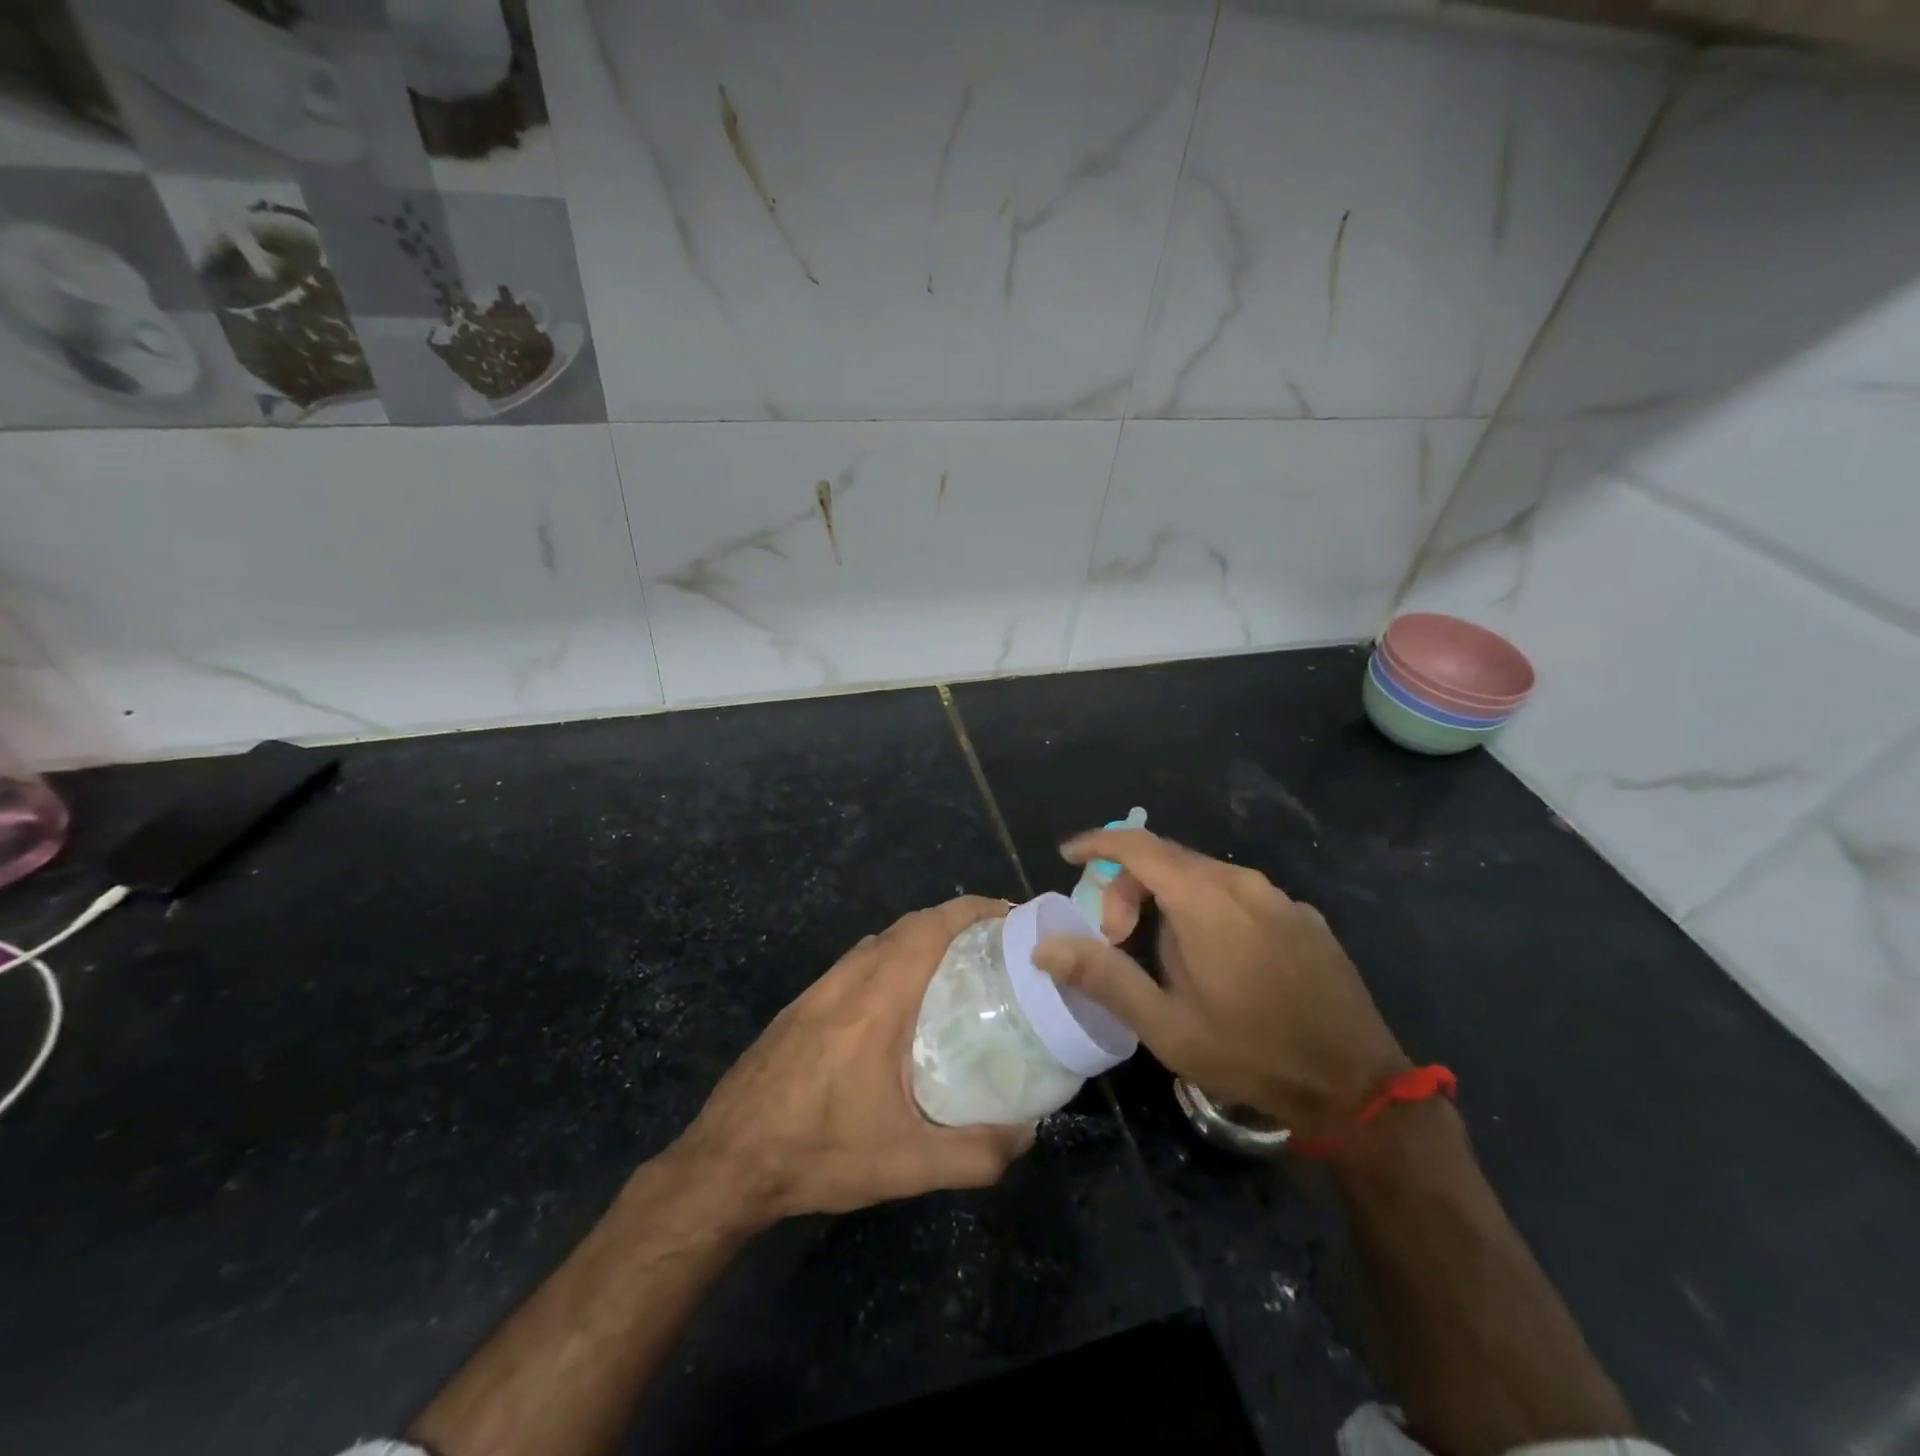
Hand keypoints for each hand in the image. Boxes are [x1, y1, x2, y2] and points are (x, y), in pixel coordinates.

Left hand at [673, 896, 1033, 1225]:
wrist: (726, 1163)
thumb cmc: (818, 1153)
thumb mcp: (906, 1165)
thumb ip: (976, 1154)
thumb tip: (1028, 1135)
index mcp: (877, 1000)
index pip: (930, 929)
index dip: (972, 911)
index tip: (1009, 915)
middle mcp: (847, 981)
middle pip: (907, 926)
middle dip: (954, 922)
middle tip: (994, 945)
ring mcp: (817, 990)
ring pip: (877, 942)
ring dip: (919, 939)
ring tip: (955, 968)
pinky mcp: (799, 1007)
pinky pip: (855, 963)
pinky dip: (889, 959)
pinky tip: (898, 1003)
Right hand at [1034, 830, 1408, 1135]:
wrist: (1356, 1086)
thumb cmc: (1250, 1053)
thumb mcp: (1165, 1025)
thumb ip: (1102, 976)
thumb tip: (1045, 946)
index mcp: (1204, 900)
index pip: (1138, 846)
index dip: (1097, 843)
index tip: (1069, 856)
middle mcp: (1243, 883)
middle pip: (1168, 859)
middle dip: (1129, 886)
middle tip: (1115, 938)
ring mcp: (1279, 898)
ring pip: (1205, 876)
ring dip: (1168, 899)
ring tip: (1164, 955)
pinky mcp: (1304, 917)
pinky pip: (1241, 895)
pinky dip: (1208, 908)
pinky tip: (1218, 961)